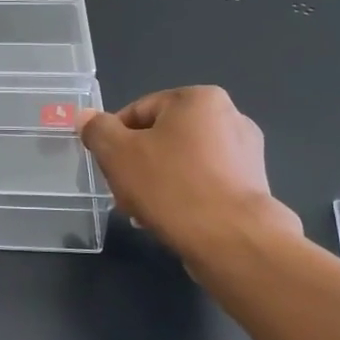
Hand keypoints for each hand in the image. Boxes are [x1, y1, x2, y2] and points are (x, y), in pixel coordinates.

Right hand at [77, 87, 299, 275]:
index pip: (139, 111)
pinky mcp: (253, 188)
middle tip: (122, 193)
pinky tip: (170, 220)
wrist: (232, 240)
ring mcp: (246, 154)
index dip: (114, 140)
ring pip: (182, 163)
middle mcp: (230, 117)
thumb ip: (97, 130)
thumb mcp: (117, 153)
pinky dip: (184, 197)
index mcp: (199, 99)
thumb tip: (86, 118)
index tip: (107, 168)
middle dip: (137, 165)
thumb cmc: (171, 185)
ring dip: (157, 183)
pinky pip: (204, 185)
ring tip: (143, 212)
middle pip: (161, 137)